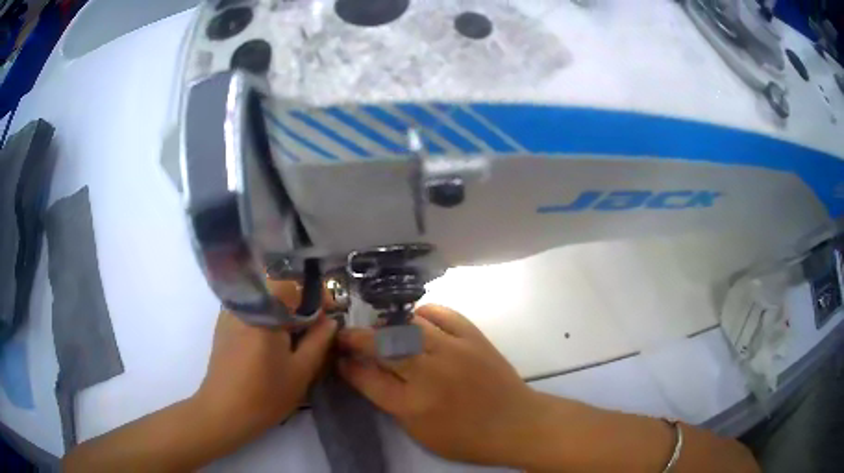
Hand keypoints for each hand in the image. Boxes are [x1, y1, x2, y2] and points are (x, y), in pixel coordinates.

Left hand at [194, 298, 336, 442]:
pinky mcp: (222, 326)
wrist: (224, 412)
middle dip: (298, 304)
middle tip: (314, 327)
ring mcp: (229, 314)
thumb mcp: (301, 371)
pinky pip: (249, 311)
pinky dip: (265, 318)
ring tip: (294, 336)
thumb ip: (319, 341)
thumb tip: (330, 320)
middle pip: (276, 291)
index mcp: (264, 313)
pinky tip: (271, 343)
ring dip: (281, 311)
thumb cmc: (266, 395)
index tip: (329, 312)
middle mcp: (244, 306)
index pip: (292, 286)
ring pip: (262, 300)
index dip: (314, 295)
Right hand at [337, 304, 543, 465]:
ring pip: (408, 326)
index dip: (348, 365)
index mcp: (412, 405)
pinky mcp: (474, 337)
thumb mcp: (419, 433)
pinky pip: (443, 313)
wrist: (515, 423)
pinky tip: (416, 318)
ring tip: (381, 329)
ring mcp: (453, 351)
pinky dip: (425, 313)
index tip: (339, 357)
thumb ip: (391, 403)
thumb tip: (367, 375)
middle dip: (358, 338)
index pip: (367, 378)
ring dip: (388, 325)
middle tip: (349, 336)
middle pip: (383, 346)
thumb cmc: (465, 438)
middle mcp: (429, 374)